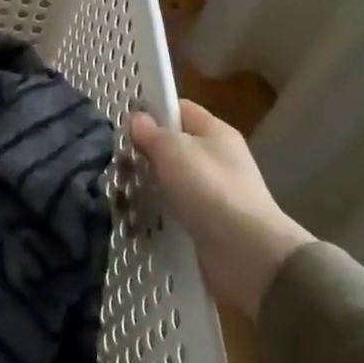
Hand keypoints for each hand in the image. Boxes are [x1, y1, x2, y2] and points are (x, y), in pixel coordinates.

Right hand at [130, 100, 313, 318]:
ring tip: (118, 195)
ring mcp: (212, 192)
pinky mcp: (206, 223)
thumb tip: (138, 119)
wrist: (247, 253)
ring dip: (145, 186)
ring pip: (169, 180)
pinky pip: (173, 209)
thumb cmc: (210, 189)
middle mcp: (216, 158)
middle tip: (116, 166)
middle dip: (143, 154)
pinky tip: (135, 218)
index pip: (179, 109)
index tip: (124, 125)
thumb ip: (151, 132)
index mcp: (215, 132)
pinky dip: (155, 212)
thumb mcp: (174, 150)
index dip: (152, 112)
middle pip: (172, 146)